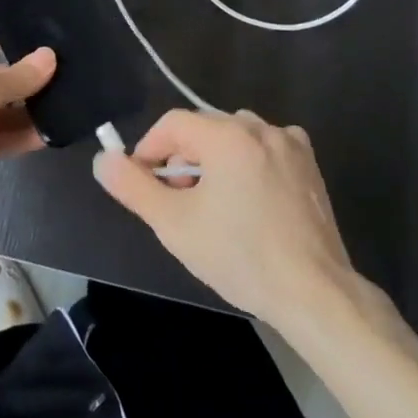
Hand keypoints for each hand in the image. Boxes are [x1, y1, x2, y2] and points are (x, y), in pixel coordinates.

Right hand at [93, 108, 366, 328]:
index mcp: (226, 135)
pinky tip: (250, 196)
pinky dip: (249, 162)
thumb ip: (133, 186)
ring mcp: (289, 144)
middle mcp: (259, 127)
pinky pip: (265, 148)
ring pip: (234, 137)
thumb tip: (103, 159)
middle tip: (178, 202)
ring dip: (215, 160)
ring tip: (212, 204)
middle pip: (204, 128)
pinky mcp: (309, 164)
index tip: (145, 185)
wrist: (314, 293)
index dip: (150, 150)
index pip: (172, 124)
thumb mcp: (174, 224)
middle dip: (183, 158)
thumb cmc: (240, 256)